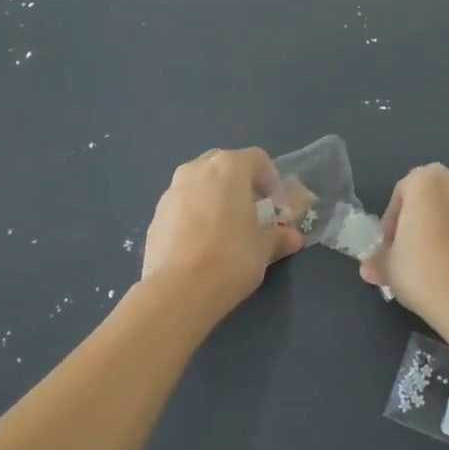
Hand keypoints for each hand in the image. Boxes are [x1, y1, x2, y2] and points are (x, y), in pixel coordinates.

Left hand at [141, 148, 303, 312]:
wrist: (178, 290)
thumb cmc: (231, 258)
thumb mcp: (264, 248)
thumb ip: (279, 236)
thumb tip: (292, 237)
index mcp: (228, 168)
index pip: (257, 158)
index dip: (271, 178)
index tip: (276, 203)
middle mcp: (197, 169)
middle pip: (224, 165)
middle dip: (240, 184)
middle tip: (251, 211)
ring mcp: (171, 191)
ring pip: (199, 183)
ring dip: (214, 197)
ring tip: (224, 228)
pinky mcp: (156, 214)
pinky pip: (182, 205)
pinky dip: (194, 214)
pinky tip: (201, 243)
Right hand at [359, 164, 448, 322]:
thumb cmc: (420, 272)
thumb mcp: (390, 267)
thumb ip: (380, 261)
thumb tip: (368, 269)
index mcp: (424, 180)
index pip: (403, 192)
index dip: (394, 219)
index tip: (392, 246)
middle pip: (443, 184)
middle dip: (434, 207)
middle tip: (424, 241)